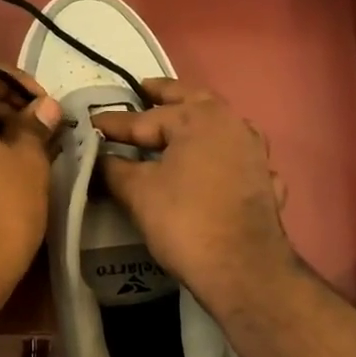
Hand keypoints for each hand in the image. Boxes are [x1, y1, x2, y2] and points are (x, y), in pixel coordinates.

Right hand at [94, 80, 295, 308]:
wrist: (242, 267)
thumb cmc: (185, 220)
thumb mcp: (138, 192)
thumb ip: (113, 168)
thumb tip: (96, 157)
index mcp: (199, 118)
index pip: (145, 118)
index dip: (114, 124)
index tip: (90, 124)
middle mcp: (232, 125)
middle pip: (194, 103)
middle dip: (166, 96)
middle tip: (144, 88)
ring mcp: (255, 153)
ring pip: (223, 128)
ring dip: (201, 123)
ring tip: (182, 125)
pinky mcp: (266, 182)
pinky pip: (241, 161)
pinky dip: (226, 159)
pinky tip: (222, 168)